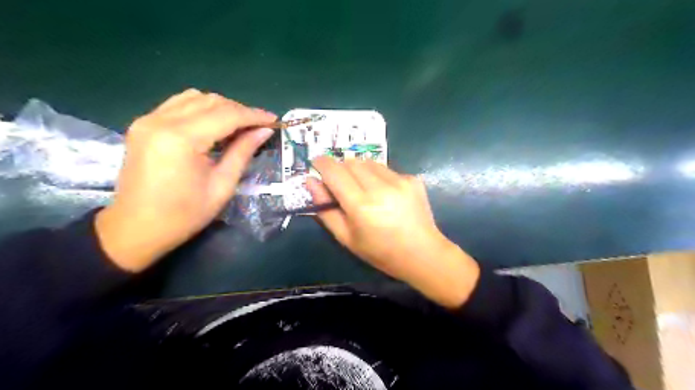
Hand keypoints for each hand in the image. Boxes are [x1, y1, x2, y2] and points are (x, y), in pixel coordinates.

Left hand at [94, 91, 276, 270]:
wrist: (137, 228)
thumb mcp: (222, 185)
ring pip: (194, 98)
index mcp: (181, 139)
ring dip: (221, 107)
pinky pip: (178, 105)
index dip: (253, 115)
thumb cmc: (184, 214)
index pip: (226, 115)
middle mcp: (161, 121)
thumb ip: (242, 152)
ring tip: (238, 126)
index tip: (274, 120)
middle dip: (239, 110)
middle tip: (258, 126)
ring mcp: (148, 120)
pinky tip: (213, 125)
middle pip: (210, 101)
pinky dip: (201, 110)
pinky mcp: (143, 125)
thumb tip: (263, 131)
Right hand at [307, 157, 477, 309]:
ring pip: (368, 162)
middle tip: (341, 185)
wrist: (422, 253)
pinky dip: (378, 176)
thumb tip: (311, 182)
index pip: (334, 172)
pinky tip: (385, 194)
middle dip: (340, 169)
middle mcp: (380, 188)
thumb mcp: (346, 237)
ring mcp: (399, 181)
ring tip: (364, 190)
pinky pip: (386, 169)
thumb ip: (325, 209)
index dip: (322, 164)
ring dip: (359, 171)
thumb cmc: (380, 252)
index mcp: (361, 206)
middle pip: (350, 162)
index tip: (316, 163)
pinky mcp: (412, 179)